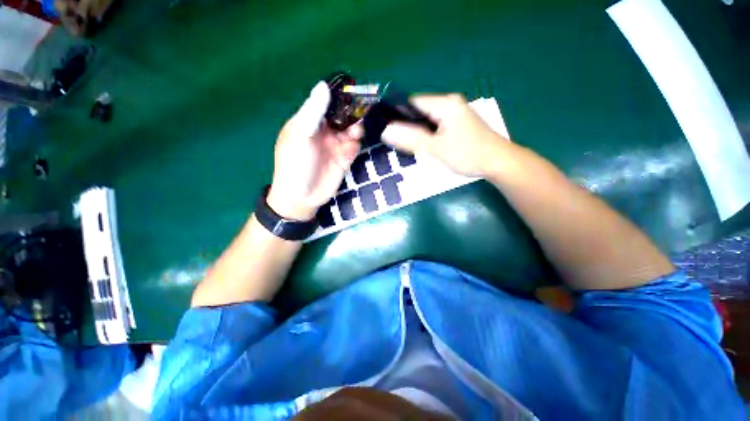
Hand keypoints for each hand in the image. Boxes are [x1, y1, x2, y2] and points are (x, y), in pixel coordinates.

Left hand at [267, 82, 360, 220]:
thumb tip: (323, 85)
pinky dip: (354, 145)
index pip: (325, 103)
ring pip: (351, 131)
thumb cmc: (295, 164)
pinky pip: (353, 146)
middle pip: (342, 116)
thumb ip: (313, 112)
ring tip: (355, 134)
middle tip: (362, 111)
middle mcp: (323, 131)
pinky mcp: (344, 158)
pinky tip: (350, 149)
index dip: (338, 96)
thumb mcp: (301, 136)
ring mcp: (335, 145)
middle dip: (352, 113)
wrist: (302, 196)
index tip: (353, 88)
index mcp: (309, 122)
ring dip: (356, 129)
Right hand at [382, 94, 507, 176]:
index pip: (412, 102)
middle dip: (407, 125)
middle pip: (419, 110)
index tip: (387, 130)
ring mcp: (455, 112)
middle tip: (397, 142)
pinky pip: (435, 124)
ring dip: (416, 130)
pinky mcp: (457, 122)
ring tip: (408, 144)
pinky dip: (427, 133)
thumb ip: (411, 139)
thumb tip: (386, 131)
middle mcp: (450, 103)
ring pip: (427, 118)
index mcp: (445, 104)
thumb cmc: (468, 154)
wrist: (498, 162)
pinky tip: (424, 144)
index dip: (397, 114)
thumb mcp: (436, 148)